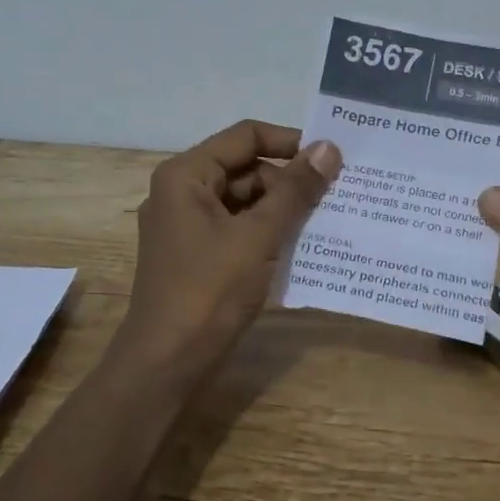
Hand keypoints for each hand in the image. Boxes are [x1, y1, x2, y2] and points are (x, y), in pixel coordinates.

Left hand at [123, 119, 341, 369]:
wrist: (166, 364)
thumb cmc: (209, 291)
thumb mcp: (259, 236)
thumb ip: (295, 190)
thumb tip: (328, 148)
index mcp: (186, 175)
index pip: (245, 136)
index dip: (289, 142)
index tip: (330, 160)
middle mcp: (181, 192)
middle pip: (244, 167)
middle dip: (288, 180)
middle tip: (333, 195)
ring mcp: (186, 225)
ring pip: (243, 200)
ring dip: (281, 208)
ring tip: (325, 219)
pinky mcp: (195, 254)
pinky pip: (237, 227)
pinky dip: (267, 231)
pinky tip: (300, 245)